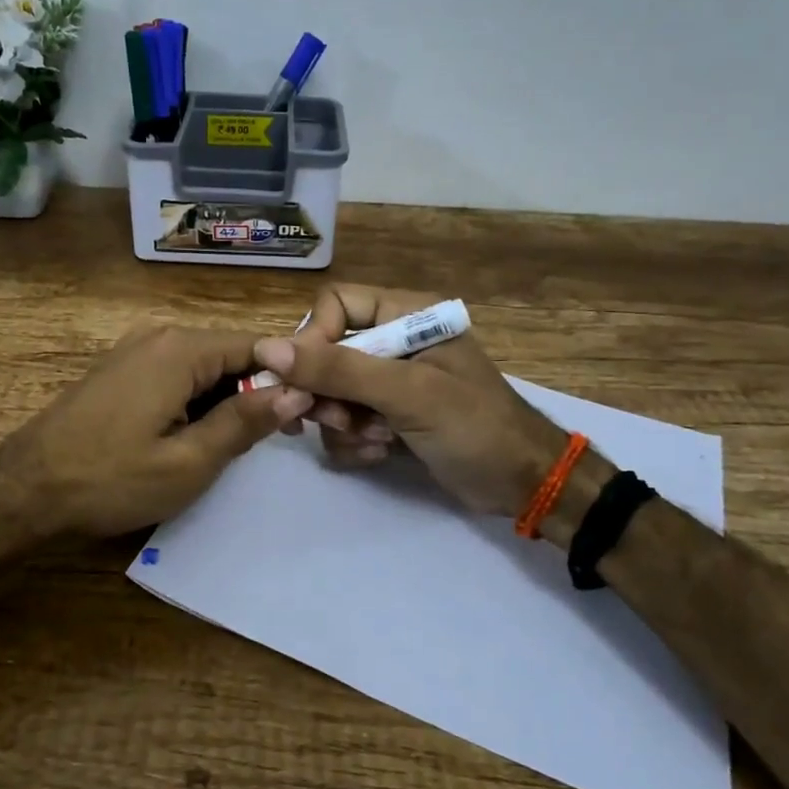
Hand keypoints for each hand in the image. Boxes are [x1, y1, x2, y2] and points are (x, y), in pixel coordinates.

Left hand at [0, 324, 307, 538]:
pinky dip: (193, 401)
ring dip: (224, 400)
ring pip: (201, 367)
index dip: (288, 376)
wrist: (24, 491)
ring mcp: (133, 350)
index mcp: (180, 349)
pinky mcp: (118, 370)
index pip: (257, 344)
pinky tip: (191, 437)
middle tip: (273, 441)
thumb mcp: (189, 461)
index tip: (307, 416)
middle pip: (228, 353)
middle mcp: (158, 335)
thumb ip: (245, 421)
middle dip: (255, 390)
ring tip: (233, 446)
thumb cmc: (110, 479)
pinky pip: (173, 375)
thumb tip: (296, 391)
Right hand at [255, 285, 574, 517]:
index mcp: (407, 315)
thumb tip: (267, 350)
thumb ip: (338, 369)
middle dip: (327, 393)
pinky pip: (345, 422)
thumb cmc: (473, 425)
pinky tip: (380, 455)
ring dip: (342, 423)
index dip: (314, 339)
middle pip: (326, 353)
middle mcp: (394, 342)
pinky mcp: (387, 417)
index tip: (306, 380)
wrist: (522, 484)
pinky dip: (354, 442)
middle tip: (339, 421)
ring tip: (375, 441)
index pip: (335, 305)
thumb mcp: (406, 392)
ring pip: (330, 392)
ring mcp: (389, 382)